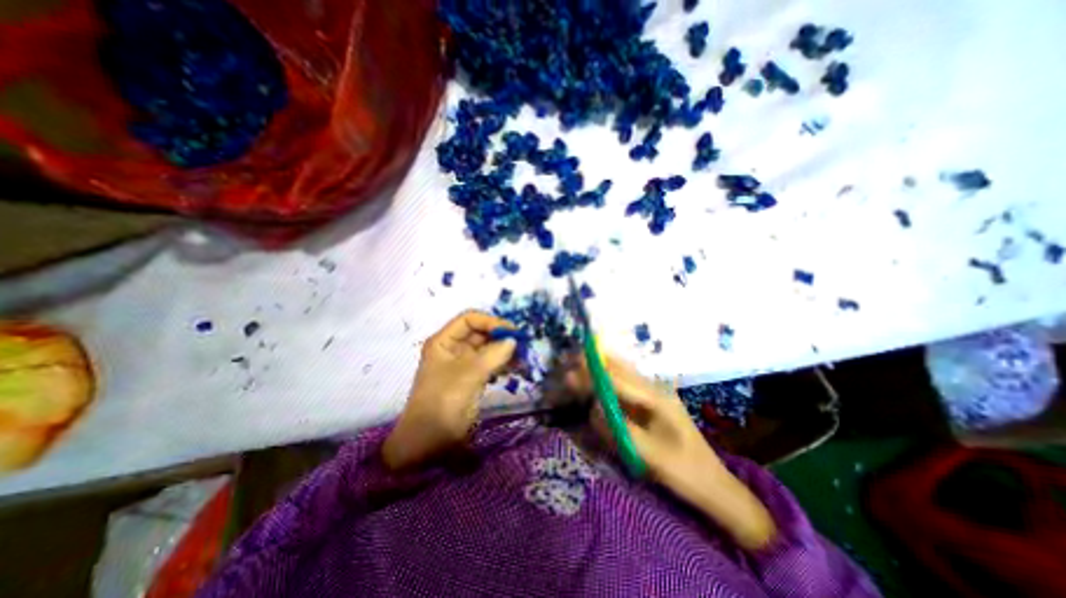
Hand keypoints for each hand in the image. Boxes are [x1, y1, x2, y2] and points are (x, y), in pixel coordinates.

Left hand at [383, 311, 515, 469]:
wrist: (428, 444)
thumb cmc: (443, 403)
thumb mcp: (468, 375)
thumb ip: (493, 355)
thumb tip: (513, 340)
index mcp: (444, 342)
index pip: (469, 320)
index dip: (490, 322)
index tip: (511, 332)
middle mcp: (453, 349)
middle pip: (479, 333)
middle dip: (500, 336)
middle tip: (522, 344)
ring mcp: (462, 364)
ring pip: (487, 349)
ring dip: (504, 350)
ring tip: (522, 357)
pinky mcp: (471, 379)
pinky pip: (489, 364)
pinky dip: (502, 364)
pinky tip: (514, 369)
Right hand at [565, 354, 776, 550]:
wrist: (715, 486)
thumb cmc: (685, 472)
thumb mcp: (651, 456)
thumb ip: (620, 430)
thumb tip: (593, 408)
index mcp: (657, 399)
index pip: (619, 380)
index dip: (594, 374)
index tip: (572, 368)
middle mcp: (655, 391)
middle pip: (621, 369)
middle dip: (596, 363)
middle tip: (573, 359)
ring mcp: (655, 396)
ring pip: (624, 374)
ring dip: (602, 369)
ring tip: (580, 365)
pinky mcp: (652, 405)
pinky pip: (627, 386)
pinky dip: (610, 380)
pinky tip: (599, 381)